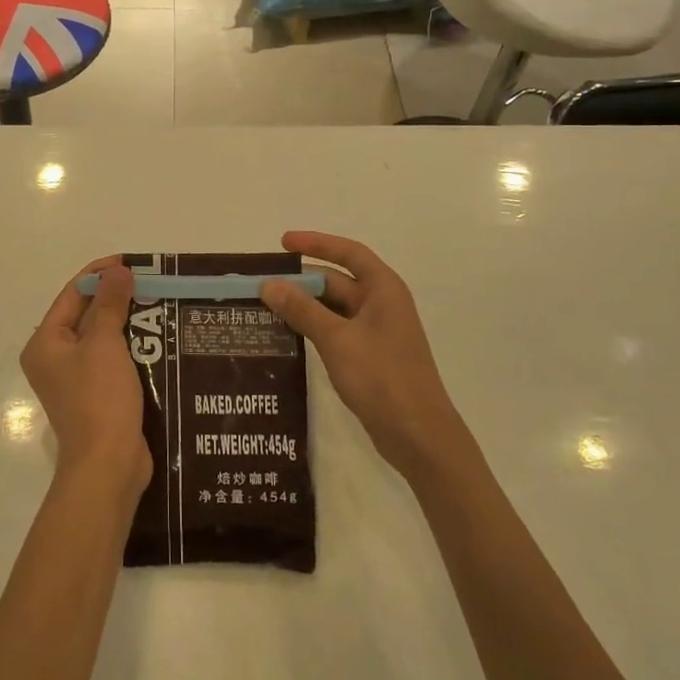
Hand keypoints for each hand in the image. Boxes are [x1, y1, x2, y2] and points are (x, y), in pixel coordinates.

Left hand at [20, 259, 151, 497]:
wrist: (108, 466)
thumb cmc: (99, 398)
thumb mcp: (105, 344)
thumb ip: (111, 304)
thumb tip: (118, 271)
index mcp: (45, 343)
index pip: (72, 294)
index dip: (100, 274)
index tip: (132, 263)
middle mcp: (54, 358)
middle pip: (86, 315)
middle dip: (116, 297)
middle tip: (150, 282)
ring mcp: (75, 380)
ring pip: (102, 338)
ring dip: (127, 321)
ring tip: (159, 304)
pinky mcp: (96, 396)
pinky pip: (112, 360)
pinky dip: (131, 346)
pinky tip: (157, 338)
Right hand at [260, 232, 458, 476]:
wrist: (418, 436)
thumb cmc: (382, 378)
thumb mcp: (337, 339)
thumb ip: (302, 309)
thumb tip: (268, 284)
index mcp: (383, 290)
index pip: (348, 253)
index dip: (316, 243)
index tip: (283, 242)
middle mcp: (381, 305)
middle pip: (337, 281)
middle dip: (301, 281)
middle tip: (261, 285)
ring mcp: (375, 332)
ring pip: (333, 308)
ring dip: (303, 306)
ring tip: (264, 308)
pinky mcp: (368, 357)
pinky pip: (334, 331)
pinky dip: (311, 328)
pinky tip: (285, 335)